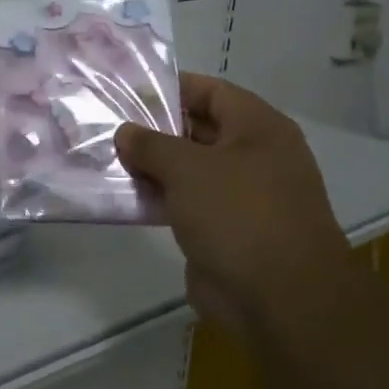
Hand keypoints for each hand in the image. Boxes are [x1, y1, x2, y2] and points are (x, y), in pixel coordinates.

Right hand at [114, 74, 349, 339]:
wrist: (281, 301)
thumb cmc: (239, 214)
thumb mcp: (187, 168)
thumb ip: (151, 144)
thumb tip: (126, 132)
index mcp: (259, 128)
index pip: (211, 91)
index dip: (171, 87)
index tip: (127, 91)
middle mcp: (255, 156)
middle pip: (198, 129)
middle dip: (155, 128)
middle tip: (108, 125)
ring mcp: (242, 196)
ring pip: (190, 169)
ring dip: (153, 167)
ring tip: (108, 159)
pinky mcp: (227, 230)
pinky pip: (188, 203)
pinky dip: (160, 198)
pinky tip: (125, 196)